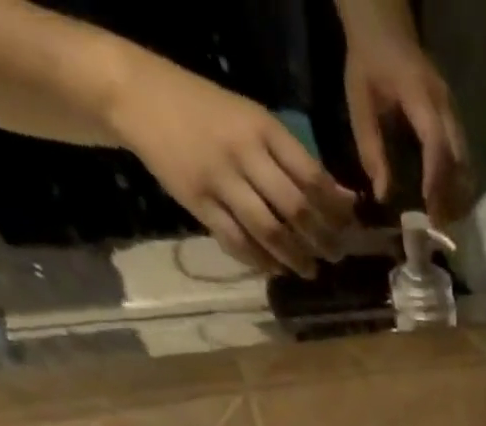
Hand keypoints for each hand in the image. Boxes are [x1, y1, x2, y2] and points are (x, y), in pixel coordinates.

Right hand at [108, 56, 356, 274]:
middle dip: (322, 240)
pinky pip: (237, 242)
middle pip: (295, 209)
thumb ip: (299, 163)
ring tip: (310, 270)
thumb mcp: (256, 123)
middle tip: (335, 257)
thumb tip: (347, 201)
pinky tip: (276, 269)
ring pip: (269, 231)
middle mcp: (243, 153)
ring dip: (296, 258)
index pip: (312, 178)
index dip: (336, 211)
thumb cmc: (209, 112)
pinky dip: (261, 261)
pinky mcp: (197, 202)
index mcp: (262, 128)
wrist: (136, 94)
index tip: (349, 230)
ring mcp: (218, 179)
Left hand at [344, 33, 469, 221]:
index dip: (435, 179)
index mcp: (420, 94)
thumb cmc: (368, 64)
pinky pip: (464, 160)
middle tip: (439, 227)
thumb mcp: (359, 102)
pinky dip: (458, 185)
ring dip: (458, 195)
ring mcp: (455, 114)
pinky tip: (448, 203)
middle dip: (450, 196)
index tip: (430, 211)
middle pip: (458, 160)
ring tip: (444, 220)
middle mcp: (445, 105)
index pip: (436, 143)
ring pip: (466, 164)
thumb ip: (370, 148)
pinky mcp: (457, 124)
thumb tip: (382, 196)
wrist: (386, 28)